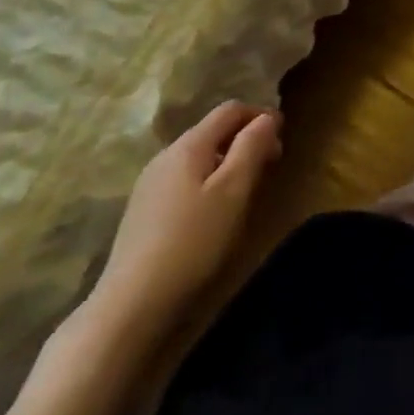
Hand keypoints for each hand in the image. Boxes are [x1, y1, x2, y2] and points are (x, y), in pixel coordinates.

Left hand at [85, 102, 282, 340]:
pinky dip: (208, 181)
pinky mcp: (143, 211)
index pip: (230, 109)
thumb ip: (252, 146)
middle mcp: (165, 156)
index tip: (282, 137)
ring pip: (198, 156)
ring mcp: (150, 184)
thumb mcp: (234, 190)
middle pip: (213, 130)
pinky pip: (184, 179)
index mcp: (189, 145)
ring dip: (227, 161)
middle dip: (245, 139)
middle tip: (270, 164)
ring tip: (246, 188)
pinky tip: (213, 211)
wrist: (131, 305)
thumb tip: (266, 118)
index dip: (260, 115)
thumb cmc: (193, 241)